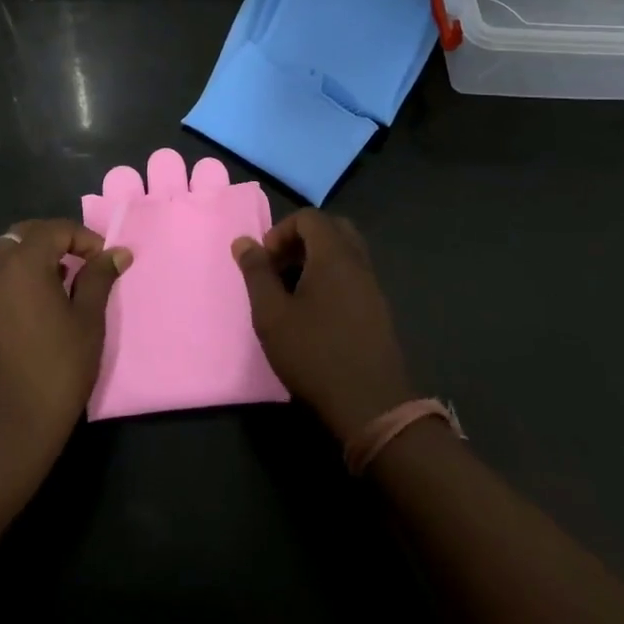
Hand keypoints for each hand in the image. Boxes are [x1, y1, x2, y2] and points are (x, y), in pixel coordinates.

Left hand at [0, 219, 129, 490]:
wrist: (7, 429)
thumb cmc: (57, 370)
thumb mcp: (88, 320)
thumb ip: (99, 278)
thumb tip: (117, 252)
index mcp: (23, 264)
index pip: (55, 229)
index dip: (84, 239)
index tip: (105, 262)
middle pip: (25, 234)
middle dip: (56, 240)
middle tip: (83, 263)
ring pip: (7, 256)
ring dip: (35, 258)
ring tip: (64, 284)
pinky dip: (19, 279)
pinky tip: (39, 308)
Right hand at [233, 210, 413, 442]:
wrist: (371, 405)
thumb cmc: (314, 353)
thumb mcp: (272, 314)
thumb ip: (257, 273)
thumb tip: (244, 241)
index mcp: (334, 255)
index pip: (309, 217)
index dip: (281, 230)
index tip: (265, 261)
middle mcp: (358, 263)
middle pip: (332, 229)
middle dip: (302, 240)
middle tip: (281, 267)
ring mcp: (373, 287)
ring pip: (346, 253)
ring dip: (317, 260)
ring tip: (294, 291)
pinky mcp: (379, 311)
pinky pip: (354, 276)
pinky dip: (333, 278)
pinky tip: (316, 313)